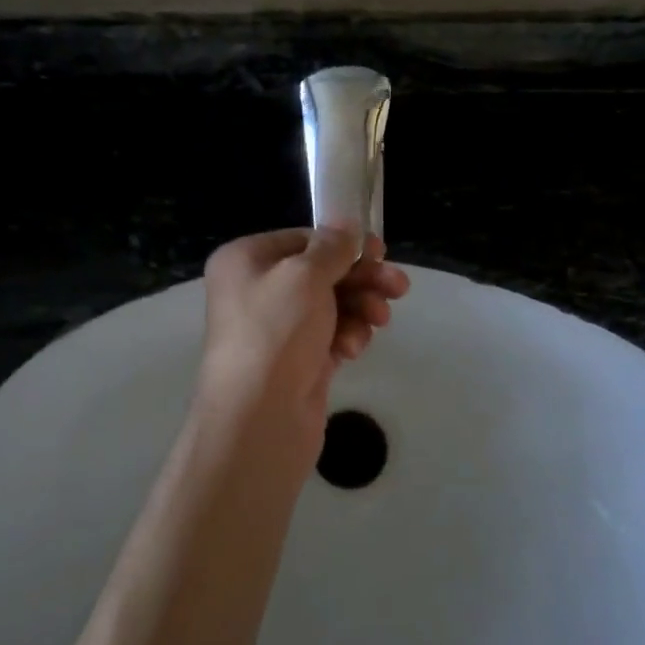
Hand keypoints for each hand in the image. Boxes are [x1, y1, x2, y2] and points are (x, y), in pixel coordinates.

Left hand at [196, 228, 409, 438]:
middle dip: (361, 279)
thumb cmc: (275, 332)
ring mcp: (277, 329)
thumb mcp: (305, 275)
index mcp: (246, 261)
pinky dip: (347, 336)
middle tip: (398, 287)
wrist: (259, 419)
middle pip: (321, 273)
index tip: (380, 251)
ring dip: (359, 308)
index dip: (343, 244)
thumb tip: (347, 226)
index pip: (303, 239)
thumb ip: (332, 247)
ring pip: (331, 305)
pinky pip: (331, 336)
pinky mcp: (297, 362)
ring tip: (378, 320)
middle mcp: (256, 291)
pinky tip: (353, 348)